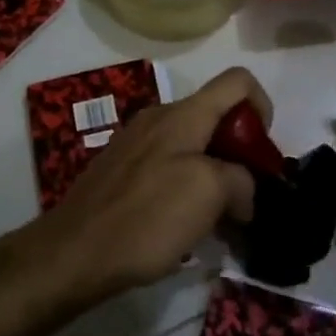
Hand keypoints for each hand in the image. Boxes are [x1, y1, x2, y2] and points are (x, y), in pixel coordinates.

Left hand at [19, 67, 267, 310]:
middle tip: (245, 196)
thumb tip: (243, 192)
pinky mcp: (123, 171)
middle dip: (240, 152)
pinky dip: (189, 188)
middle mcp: (160, 118)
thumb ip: (240, 181)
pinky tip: (184, 226)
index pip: (238, 81)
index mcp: (183, 114)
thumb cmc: (146, 217)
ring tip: (218, 220)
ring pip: (194, 145)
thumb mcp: (209, 194)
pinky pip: (169, 166)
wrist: (71, 254)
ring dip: (216, 175)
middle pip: (217, 116)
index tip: (263, 153)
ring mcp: (137, 144)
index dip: (263, 106)